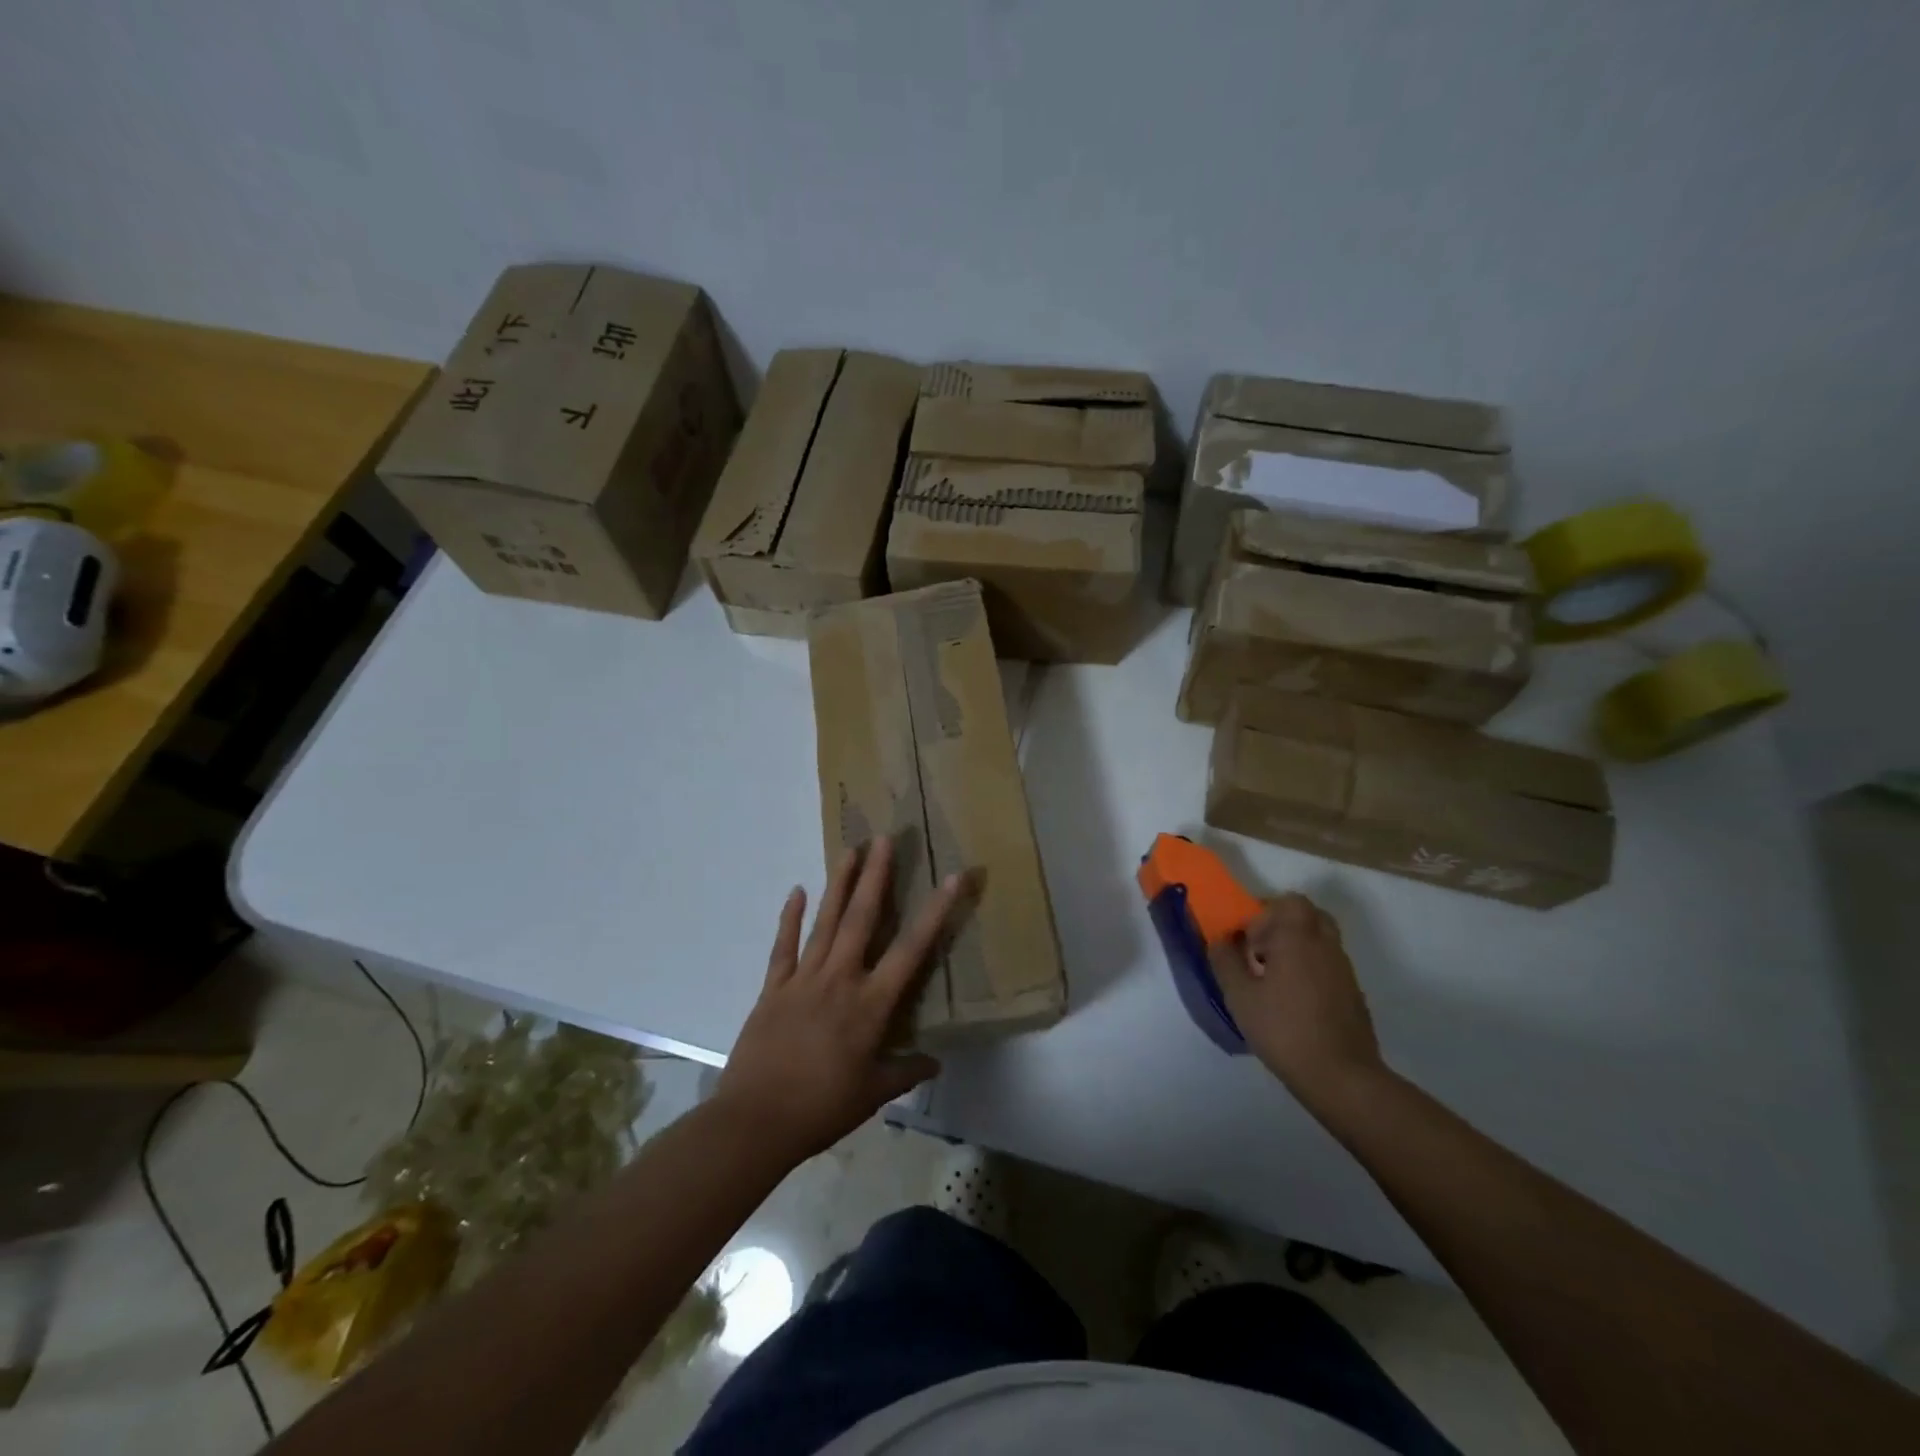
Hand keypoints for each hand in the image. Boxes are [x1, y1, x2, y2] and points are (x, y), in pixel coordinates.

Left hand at [716, 837, 965, 1162]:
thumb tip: (935, 1062)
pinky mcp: (773, 988)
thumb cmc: (821, 1108)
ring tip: (850, 850)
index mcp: (870, 1005)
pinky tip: (796, 891)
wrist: (755, 1122)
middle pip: (862, 919)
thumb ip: (905, 1072)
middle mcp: (840, 980)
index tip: (953, 877)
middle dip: (877, 876)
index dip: (936, 912)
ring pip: (825, 922)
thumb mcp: (872, 1094)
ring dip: (839, 884)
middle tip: (886, 838)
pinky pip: (784, 947)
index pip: (911, 950)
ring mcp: (803, 980)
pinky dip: (789, 918)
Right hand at [1210, 893, 1384, 1100]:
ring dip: (1297, 948)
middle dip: (1283, 925)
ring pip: (1321, 940)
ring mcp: (1344, 970)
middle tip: (1262, 951)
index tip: (1249, 941)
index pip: (1289, 902)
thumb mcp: (1240, 996)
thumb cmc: (1284, 1030)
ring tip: (1275, 979)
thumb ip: (1225, 961)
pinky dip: (1311, 969)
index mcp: (1298, 938)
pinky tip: (1295, 1002)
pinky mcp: (1354, 995)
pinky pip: (1330, 965)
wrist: (1342, 1077)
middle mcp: (1326, 946)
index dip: (1265, 913)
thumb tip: (1220, 940)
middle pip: (1309, 915)